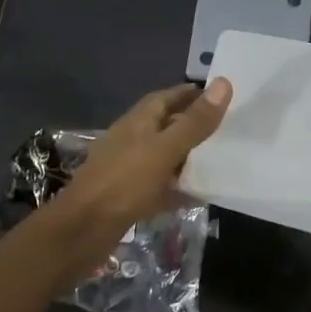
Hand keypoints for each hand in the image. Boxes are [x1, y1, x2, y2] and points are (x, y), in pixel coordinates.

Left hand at [59, 80, 232, 242]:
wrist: (84, 228)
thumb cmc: (125, 182)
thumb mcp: (165, 149)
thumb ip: (194, 122)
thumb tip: (224, 83)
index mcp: (138, 121)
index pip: (166, 97)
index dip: (190, 94)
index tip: (218, 94)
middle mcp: (132, 140)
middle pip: (165, 126)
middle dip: (192, 124)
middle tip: (226, 128)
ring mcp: (129, 169)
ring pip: (163, 156)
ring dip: (187, 156)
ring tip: (219, 158)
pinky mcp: (130, 196)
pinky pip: (160, 186)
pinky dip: (179, 187)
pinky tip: (199, 194)